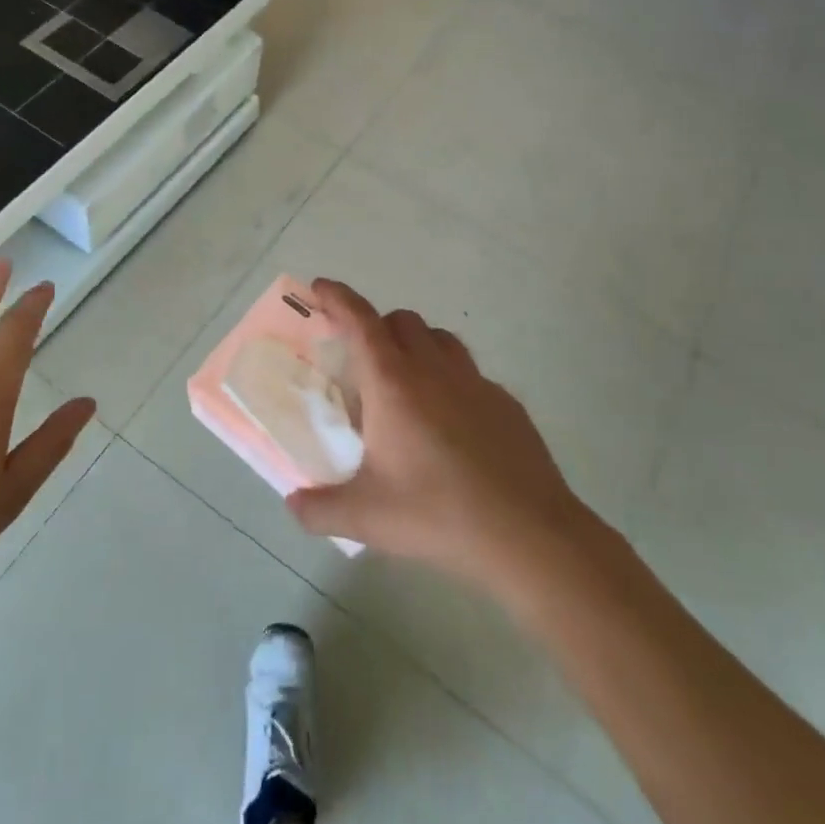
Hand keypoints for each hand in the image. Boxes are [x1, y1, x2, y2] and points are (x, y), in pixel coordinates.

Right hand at [284, 279, 598, 599]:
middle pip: (401, 320)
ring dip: (416, 345)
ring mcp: (476, 383)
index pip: (360, 320)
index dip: (337, 297)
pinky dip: (451, 380)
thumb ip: (320, 509)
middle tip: (361, 361)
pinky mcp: (507, 403)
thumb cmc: (437, 514)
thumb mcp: (366, 518)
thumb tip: (294, 505)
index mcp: (393, 382)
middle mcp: (434, 370)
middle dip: (376, 326)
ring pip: (440, 338)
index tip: (320, 287)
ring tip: (405, 384)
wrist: (529, 535)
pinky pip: (470, 373)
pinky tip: (451, 424)